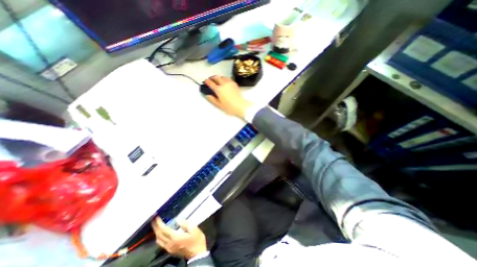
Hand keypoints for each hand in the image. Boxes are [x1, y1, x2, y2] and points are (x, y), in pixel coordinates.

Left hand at [150, 218, 206, 259]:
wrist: (197, 254)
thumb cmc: (197, 240)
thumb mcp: (194, 229)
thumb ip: (185, 224)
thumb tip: (178, 219)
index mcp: (175, 238)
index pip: (164, 230)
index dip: (159, 223)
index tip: (156, 217)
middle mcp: (170, 244)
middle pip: (159, 235)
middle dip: (155, 227)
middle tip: (154, 219)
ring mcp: (169, 248)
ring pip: (158, 240)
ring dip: (156, 232)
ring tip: (156, 225)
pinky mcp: (170, 250)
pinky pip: (161, 243)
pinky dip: (159, 237)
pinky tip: (161, 233)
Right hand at [203, 77, 252, 119]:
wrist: (241, 106)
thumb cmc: (229, 107)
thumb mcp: (219, 105)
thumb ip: (212, 99)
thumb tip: (207, 95)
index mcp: (219, 90)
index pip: (211, 83)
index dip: (207, 82)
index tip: (205, 81)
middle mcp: (223, 84)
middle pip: (217, 78)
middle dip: (212, 78)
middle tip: (211, 79)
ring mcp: (229, 83)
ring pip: (222, 77)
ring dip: (219, 77)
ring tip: (217, 80)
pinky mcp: (234, 83)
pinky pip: (228, 78)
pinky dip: (224, 78)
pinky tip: (224, 81)